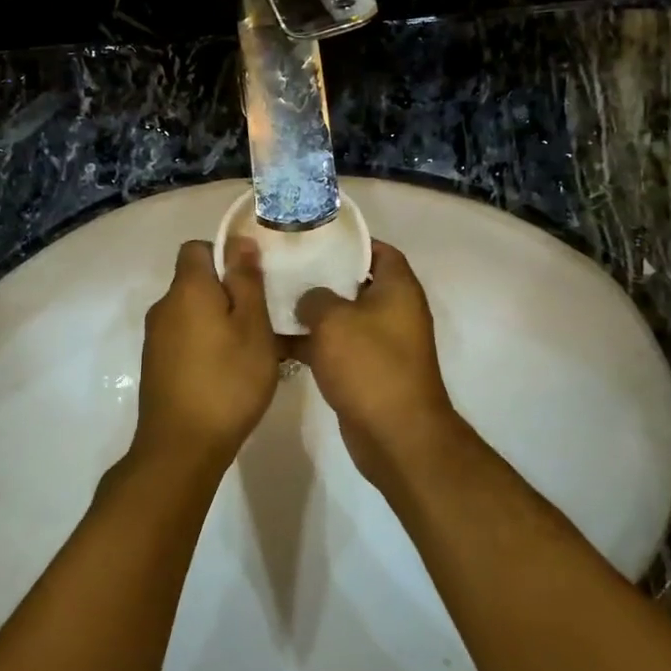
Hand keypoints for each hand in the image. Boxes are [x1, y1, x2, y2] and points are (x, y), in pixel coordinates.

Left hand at [133, 239, 280, 472]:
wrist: (181, 447)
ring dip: (218, 321)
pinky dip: (205, 344)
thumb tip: (239, 241)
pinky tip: (227, 372)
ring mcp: (156, 339)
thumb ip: (246, 281)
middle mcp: (164, 307)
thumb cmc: (227, 381)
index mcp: (186, 289)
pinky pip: (184, 338)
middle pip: (195, 282)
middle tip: (262, 319)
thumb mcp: (252, 327)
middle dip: (227, 292)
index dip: (225, 255)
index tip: (253, 280)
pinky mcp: (156, 366)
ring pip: (192, 313)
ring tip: (250, 349)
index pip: (197, 248)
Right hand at [293, 242, 461, 485]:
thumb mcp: (334, 320)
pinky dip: (314, 344)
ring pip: (343, 317)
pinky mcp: (368, 371)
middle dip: (321, 276)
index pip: (377, 249)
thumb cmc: (369, 365)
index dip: (348, 241)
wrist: (395, 434)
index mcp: (398, 288)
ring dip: (313, 313)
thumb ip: (315, 298)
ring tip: (272, 300)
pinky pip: (338, 348)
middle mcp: (394, 311)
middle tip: (285, 266)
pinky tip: (278, 342)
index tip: (314, 237)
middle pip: (355, 282)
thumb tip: (308, 299)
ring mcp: (382, 343)